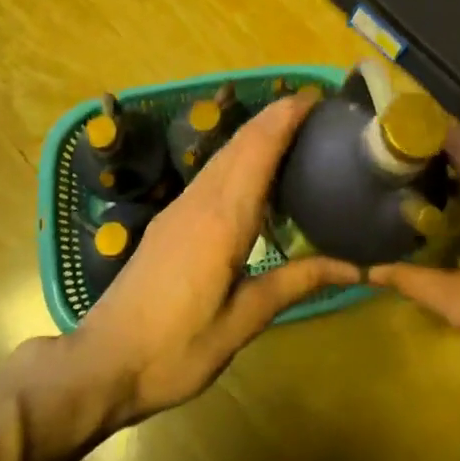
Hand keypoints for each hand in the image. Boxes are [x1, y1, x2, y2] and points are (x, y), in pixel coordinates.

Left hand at [71, 90, 360, 424]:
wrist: (102, 363)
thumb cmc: (177, 348)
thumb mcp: (243, 321)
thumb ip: (296, 283)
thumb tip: (357, 267)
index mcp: (223, 219)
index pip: (258, 150)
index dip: (286, 118)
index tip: (317, 97)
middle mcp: (201, 200)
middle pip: (241, 143)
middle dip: (276, 116)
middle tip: (318, 107)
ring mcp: (181, 207)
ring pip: (224, 155)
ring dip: (258, 131)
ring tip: (295, 126)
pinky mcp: (171, 219)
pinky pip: (213, 172)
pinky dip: (241, 154)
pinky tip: (256, 168)